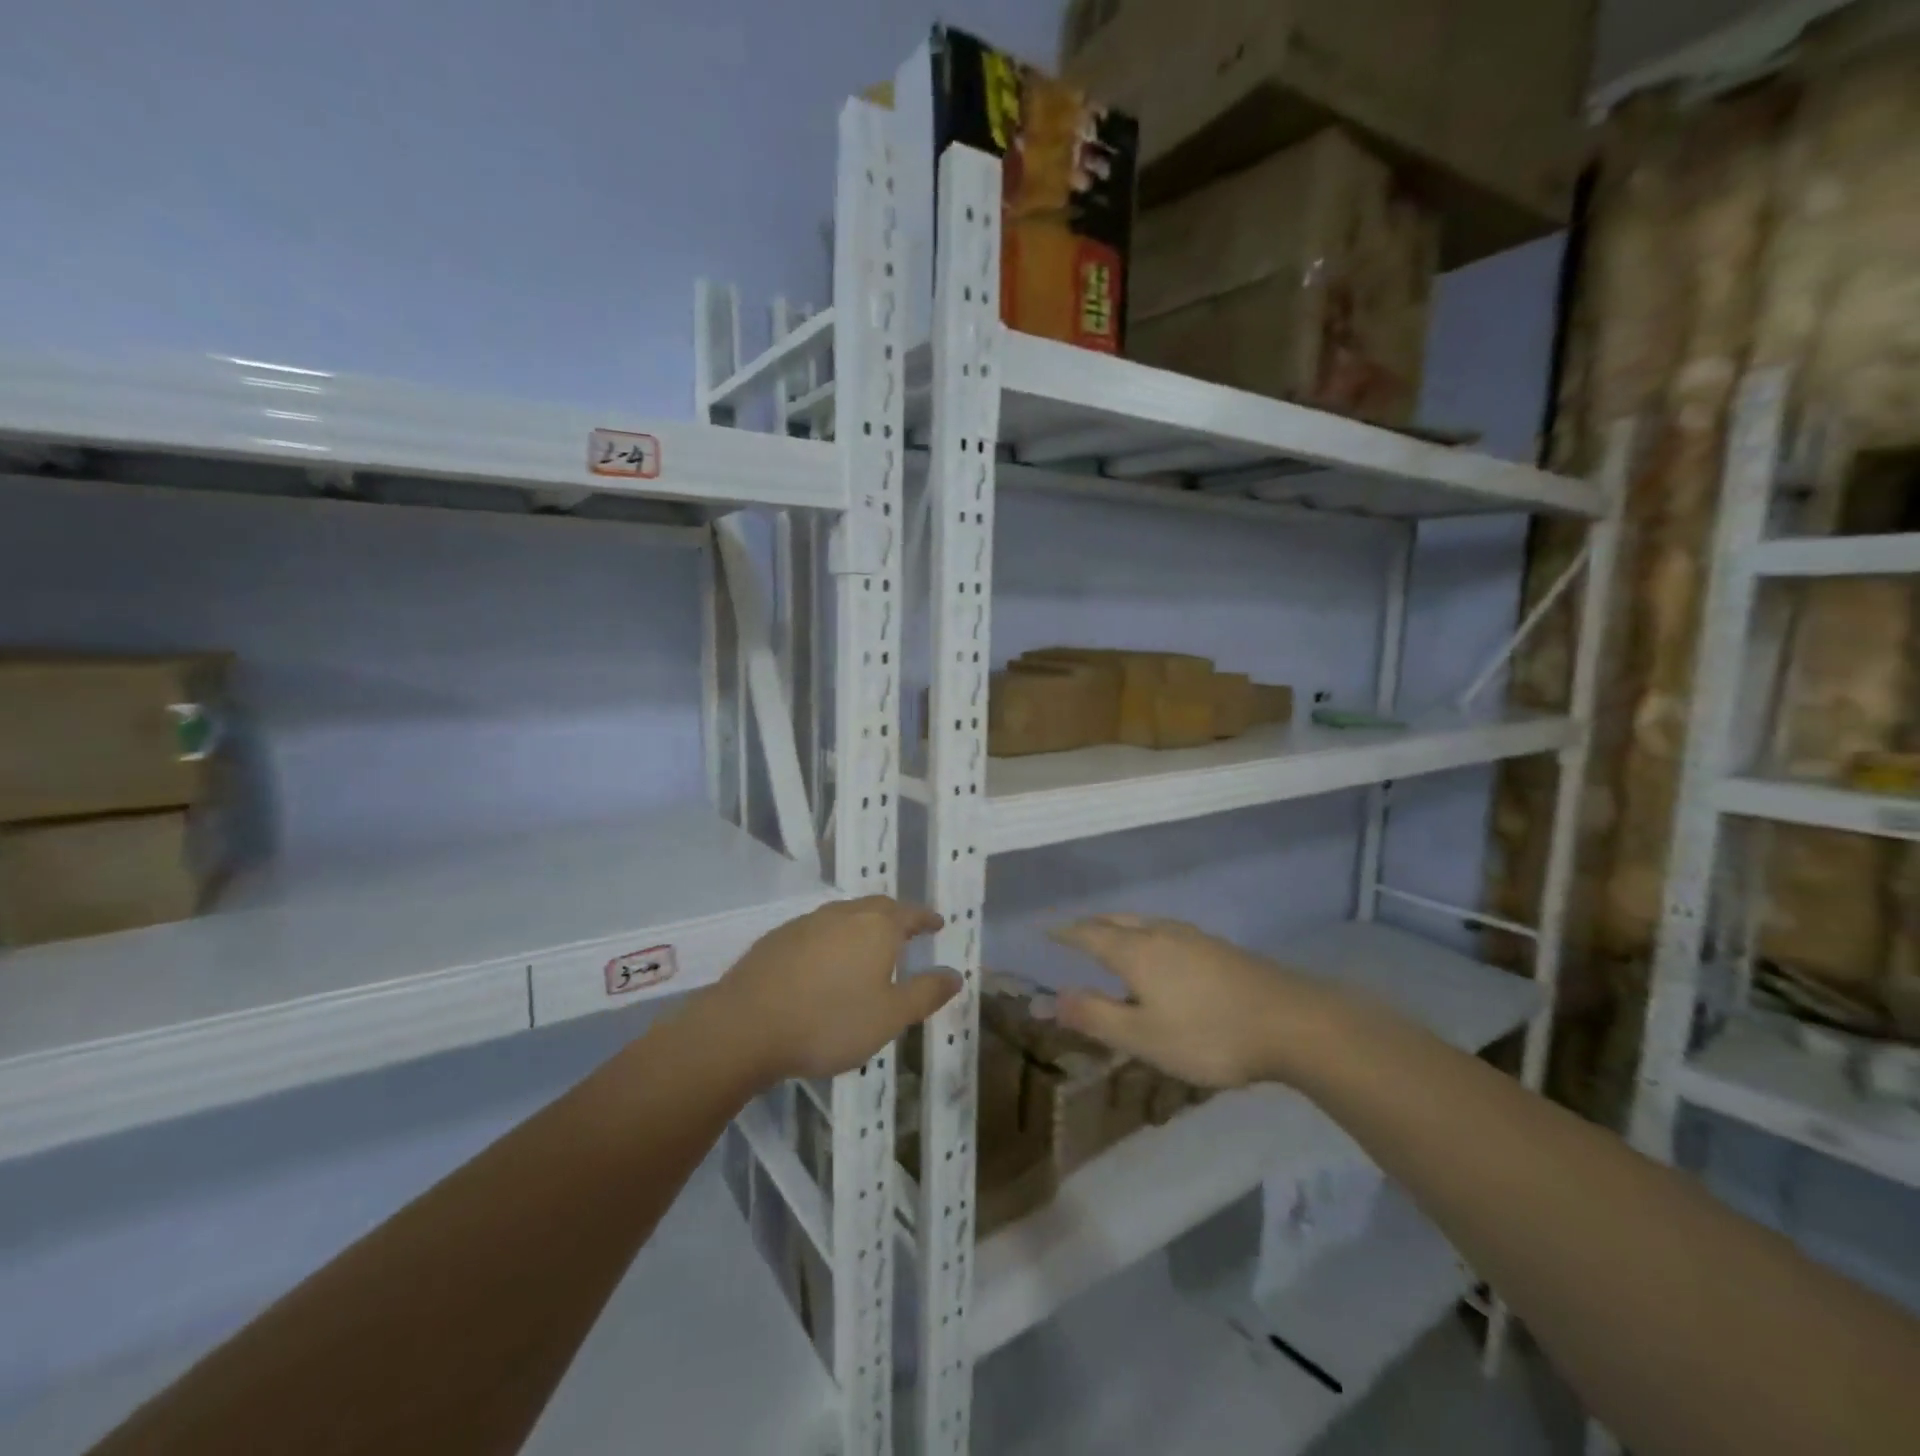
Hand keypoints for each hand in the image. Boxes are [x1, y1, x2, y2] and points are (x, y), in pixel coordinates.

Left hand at [713, 896, 958, 1084]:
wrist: (746, 1026)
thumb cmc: (829, 1022)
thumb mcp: (889, 1017)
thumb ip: (925, 993)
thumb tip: (956, 974)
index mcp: (877, 927)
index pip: (910, 913)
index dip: (926, 918)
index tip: (937, 923)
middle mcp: (843, 914)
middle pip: (877, 907)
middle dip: (895, 917)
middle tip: (906, 932)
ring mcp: (806, 923)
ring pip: (844, 916)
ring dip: (861, 927)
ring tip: (867, 948)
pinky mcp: (777, 938)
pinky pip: (816, 931)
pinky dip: (831, 941)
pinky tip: (824, 964)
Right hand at [1049, 915, 1344, 1089]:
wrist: (1291, 1022)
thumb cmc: (1208, 1034)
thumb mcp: (1143, 1037)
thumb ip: (1096, 1016)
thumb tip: (1052, 999)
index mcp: (1135, 951)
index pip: (1089, 934)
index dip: (1065, 934)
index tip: (1046, 932)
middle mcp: (1160, 934)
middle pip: (1116, 920)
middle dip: (1091, 925)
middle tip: (1074, 934)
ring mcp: (1193, 937)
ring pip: (1144, 923)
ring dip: (1120, 927)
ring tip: (1112, 940)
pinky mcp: (1218, 948)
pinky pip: (1166, 932)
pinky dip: (1146, 936)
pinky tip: (1160, 956)